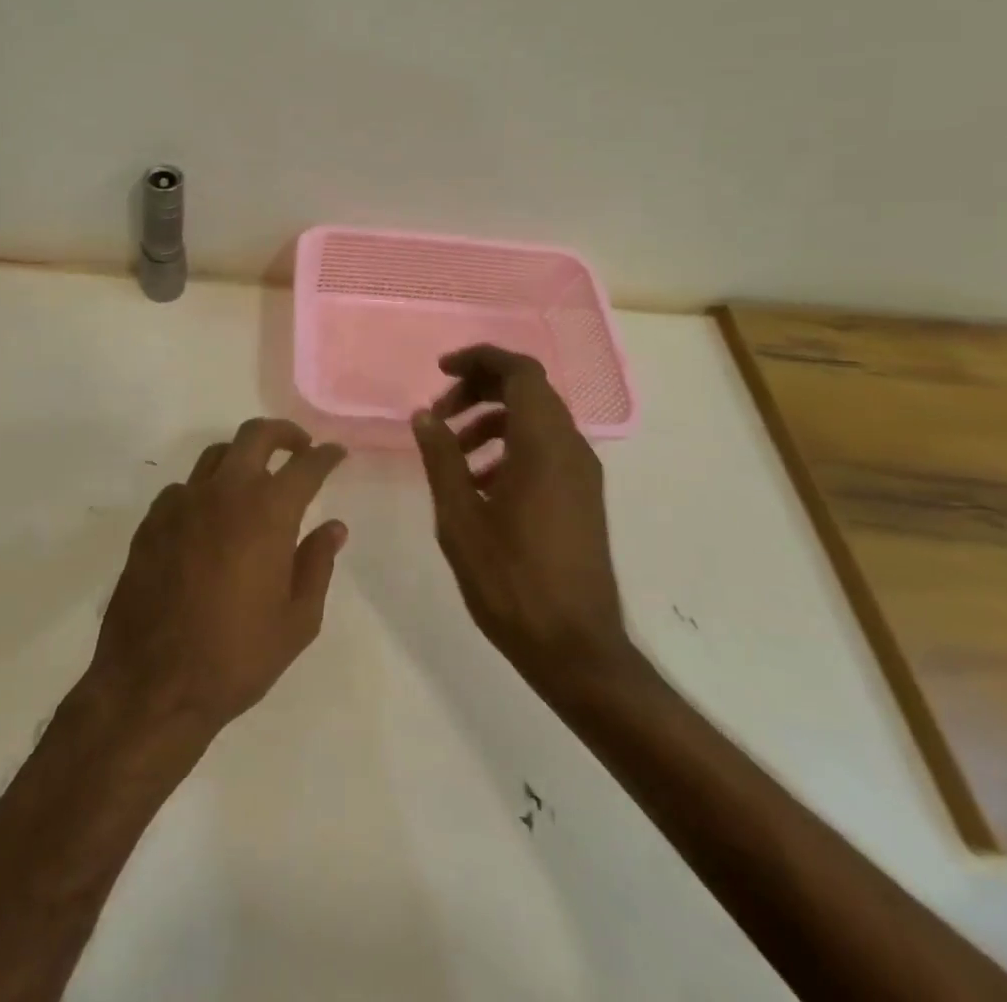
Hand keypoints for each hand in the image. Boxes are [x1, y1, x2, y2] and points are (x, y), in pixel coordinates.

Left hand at [87, 418, 347, 741]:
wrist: (152, 686)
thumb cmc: (237, 658)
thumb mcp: (297, 621)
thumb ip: (317, 564)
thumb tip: (334, 527)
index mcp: (267, 512)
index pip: (306, 466)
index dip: (326, 456)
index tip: (337, 454)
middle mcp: (224, 492)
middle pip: (255, 435)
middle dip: (283, 433)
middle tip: (299, 447)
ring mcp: (182, 502)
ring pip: (216, 455)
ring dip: (242, 457)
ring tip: (255, 479)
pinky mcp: (151, 521)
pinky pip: (184, 488)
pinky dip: (205, 490)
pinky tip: (210, 518)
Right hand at [411, 345, 634, 688]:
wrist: (575, 647)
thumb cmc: (511, 580)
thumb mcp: (461, 517)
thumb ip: (441, 458)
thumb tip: (424, 415)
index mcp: (544, 444)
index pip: (520, 371)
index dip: (479, 359)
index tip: (440, 371)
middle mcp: (571, 448)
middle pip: (528, 390)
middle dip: (479, 389)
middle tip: (439, 413)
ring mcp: (582, 473)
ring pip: (536, 420)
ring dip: (491, 420)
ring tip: (451, 451)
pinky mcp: (582, 496)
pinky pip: (545, 449)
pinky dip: (510, 446)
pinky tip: (478, 482)